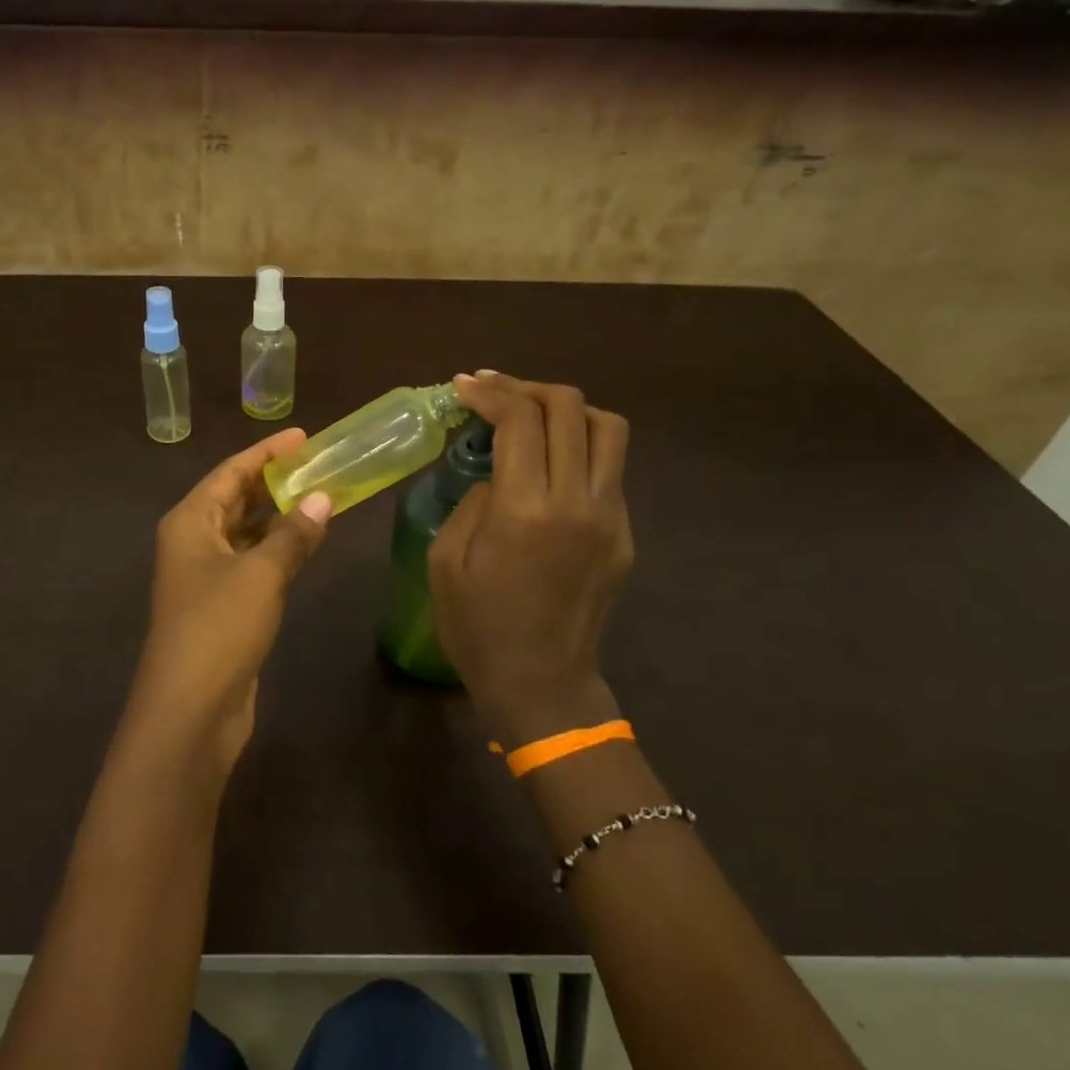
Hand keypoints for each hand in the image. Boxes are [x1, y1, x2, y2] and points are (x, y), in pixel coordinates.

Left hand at [127, 427, 332, 772]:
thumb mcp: (260, 575)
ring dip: (279, 516)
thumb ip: (293, 535)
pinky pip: (253, 562)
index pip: (230, 473)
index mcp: (190, 522)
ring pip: (246, 532)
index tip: (302, 436)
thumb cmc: (218, 628)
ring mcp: (206, 576)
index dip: (265, 453)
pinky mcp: (223, 607)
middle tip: (317, 463)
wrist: (190, 710)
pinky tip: (306, 543)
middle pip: (235, 499)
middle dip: (273, 481)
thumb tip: (323, 498)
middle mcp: (193, 542)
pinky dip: (278, 549)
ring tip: (320, 495)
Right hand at [428, 372, 632, 745]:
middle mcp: (577, 501)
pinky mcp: (624, 534)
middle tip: (494, 394)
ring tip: (531, 417)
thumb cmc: (477, 627)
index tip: (464, 386)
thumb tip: (497, 475)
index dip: (491, 392)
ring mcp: (610, 516)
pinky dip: (579, 447)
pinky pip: (610, 469)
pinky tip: (548, 465)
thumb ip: (472, 502)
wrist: (540, 683)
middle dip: (527, 388)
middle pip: (570, 408)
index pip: (520, 420)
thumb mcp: (445, 560)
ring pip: (607, 428)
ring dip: (567, 410)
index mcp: (525, 510)